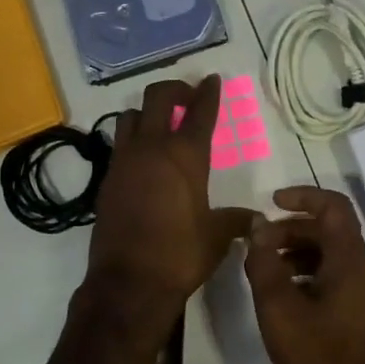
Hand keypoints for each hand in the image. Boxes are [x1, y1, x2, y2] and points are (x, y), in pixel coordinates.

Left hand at [87, 75, 254, 325]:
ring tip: (161, 126)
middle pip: (158, 97)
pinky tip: (144, 160)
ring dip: (147, 113)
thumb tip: (257, 220)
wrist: (129, 283)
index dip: (208, 93)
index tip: (211, 80)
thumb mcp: (217, 236)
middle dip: (175, 90)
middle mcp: (152, 149)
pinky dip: (133, 140)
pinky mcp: (107, 180)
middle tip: (188, 98)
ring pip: (130, 116)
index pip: (200, 111)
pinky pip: (119, 145)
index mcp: (185, 156)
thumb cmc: (181, 255)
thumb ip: (236, 221)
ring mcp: (124, 162)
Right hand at [244, 185, 364, 363]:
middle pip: (331, 230)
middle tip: (258, 244)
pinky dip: (308, 272)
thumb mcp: (279, 309)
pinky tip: (283, 293)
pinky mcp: (360, 312)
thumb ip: (264, 263)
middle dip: (292, 228)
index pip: (334, 207)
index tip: (272, 202)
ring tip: (264, 267)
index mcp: (351, 263)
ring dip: (298, 250)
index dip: (304, 196)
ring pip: (332, 254)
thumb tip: (258, 227)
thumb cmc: (316, 360)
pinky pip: (335, 276)